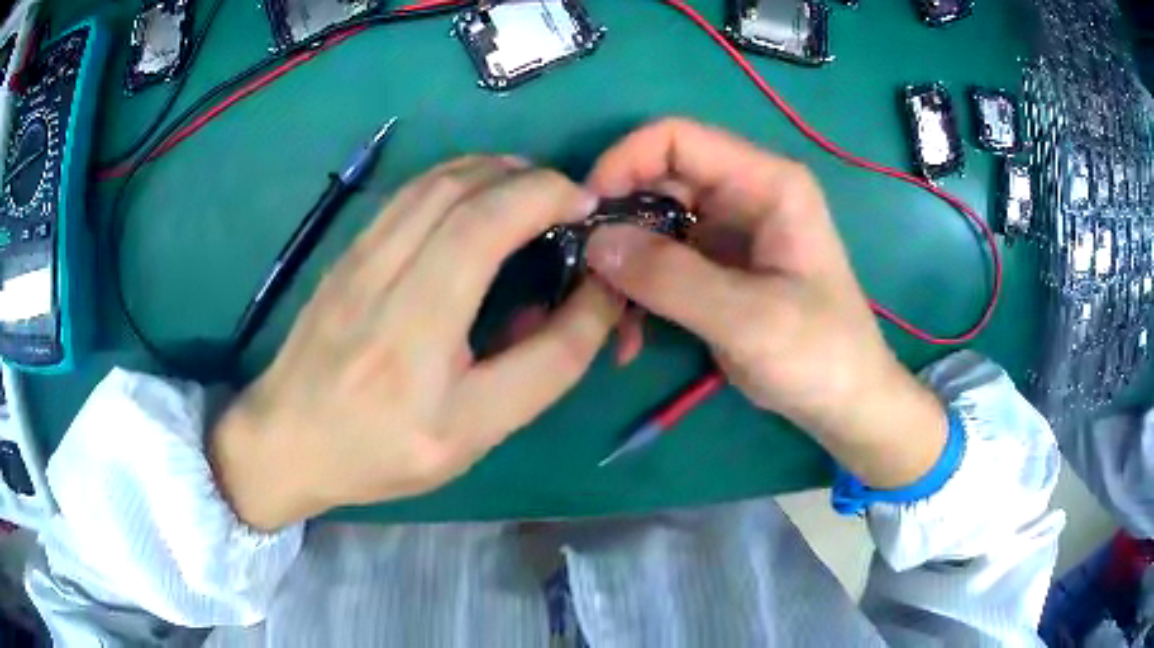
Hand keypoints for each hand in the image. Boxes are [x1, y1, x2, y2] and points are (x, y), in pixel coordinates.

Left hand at [211, 158, 622, 530]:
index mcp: (416, 337)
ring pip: (437, 180)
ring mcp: (358, 257)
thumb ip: (543, 366)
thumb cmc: (380, 450)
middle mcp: (384, 280)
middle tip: (570, 200)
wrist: (286, 439)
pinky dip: (460, 176)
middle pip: (466, 192)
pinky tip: (480, 193)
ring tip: (534, 189)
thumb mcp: (473, 433)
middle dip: (533, 179)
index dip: (550, 203)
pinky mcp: (347, 251)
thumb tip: (592, 294)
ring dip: (498, 170)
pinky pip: (411, 191)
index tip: (590, 212)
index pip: (492, 234)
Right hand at [585, 119, 945, 488]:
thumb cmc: (819, 354)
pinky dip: (637, 292)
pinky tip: (630, 335)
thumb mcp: (749, 318)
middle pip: (656, 180)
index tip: (586, 212)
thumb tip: (595, 242)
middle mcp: (743, 194)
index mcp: (765, 183)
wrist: (842, 401)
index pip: (677, 138)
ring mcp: (727, 231)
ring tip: (609, 318)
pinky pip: (659, 262)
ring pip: (650, 224)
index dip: (624, 162)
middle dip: (616, 223)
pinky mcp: (715, 267)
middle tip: (587, 275)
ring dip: (623, 267)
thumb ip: (672, 278)